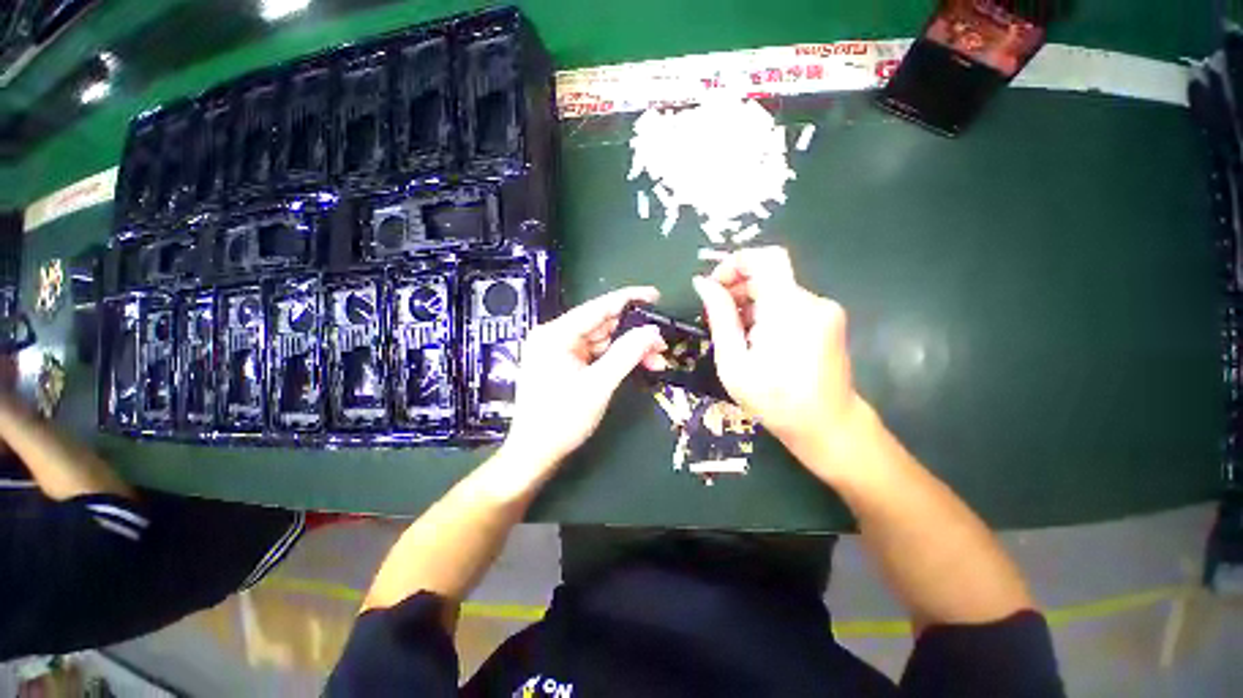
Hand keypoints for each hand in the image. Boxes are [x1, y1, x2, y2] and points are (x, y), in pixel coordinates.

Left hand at [501, 287, 667, 475]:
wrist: (535, 454)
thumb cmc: (562, 420)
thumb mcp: (599, 385)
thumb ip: (627, 354)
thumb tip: (652, 333)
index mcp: (556, 334)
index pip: (598, 307)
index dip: (629, 299)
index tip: (655, 295)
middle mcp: (556, 336)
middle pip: (602, 325)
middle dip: (634, 333)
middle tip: (661, 343)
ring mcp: (560, 351)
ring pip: (603, 341)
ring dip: (629, 348)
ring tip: (656, 359)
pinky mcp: (566, 364)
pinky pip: (597, 354)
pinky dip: (617, 359)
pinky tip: (638, 364)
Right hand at [692, 247, 872, 477]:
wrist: (829, 427)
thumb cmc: (775, 401)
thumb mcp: (734, 363)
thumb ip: (720, 318)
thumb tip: (703, 284)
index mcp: (788, 310)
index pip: (766, 258)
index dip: (736, 262)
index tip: (714, 285)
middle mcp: (811, 301)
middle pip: (770, 273)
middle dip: (738, 286)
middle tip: (715, 314)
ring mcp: (824, 310)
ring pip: (779, 288)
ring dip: (751, 301)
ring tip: (733, 331)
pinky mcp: (828, 320)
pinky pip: (790, 302)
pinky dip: (768, 311)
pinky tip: (756, 337)